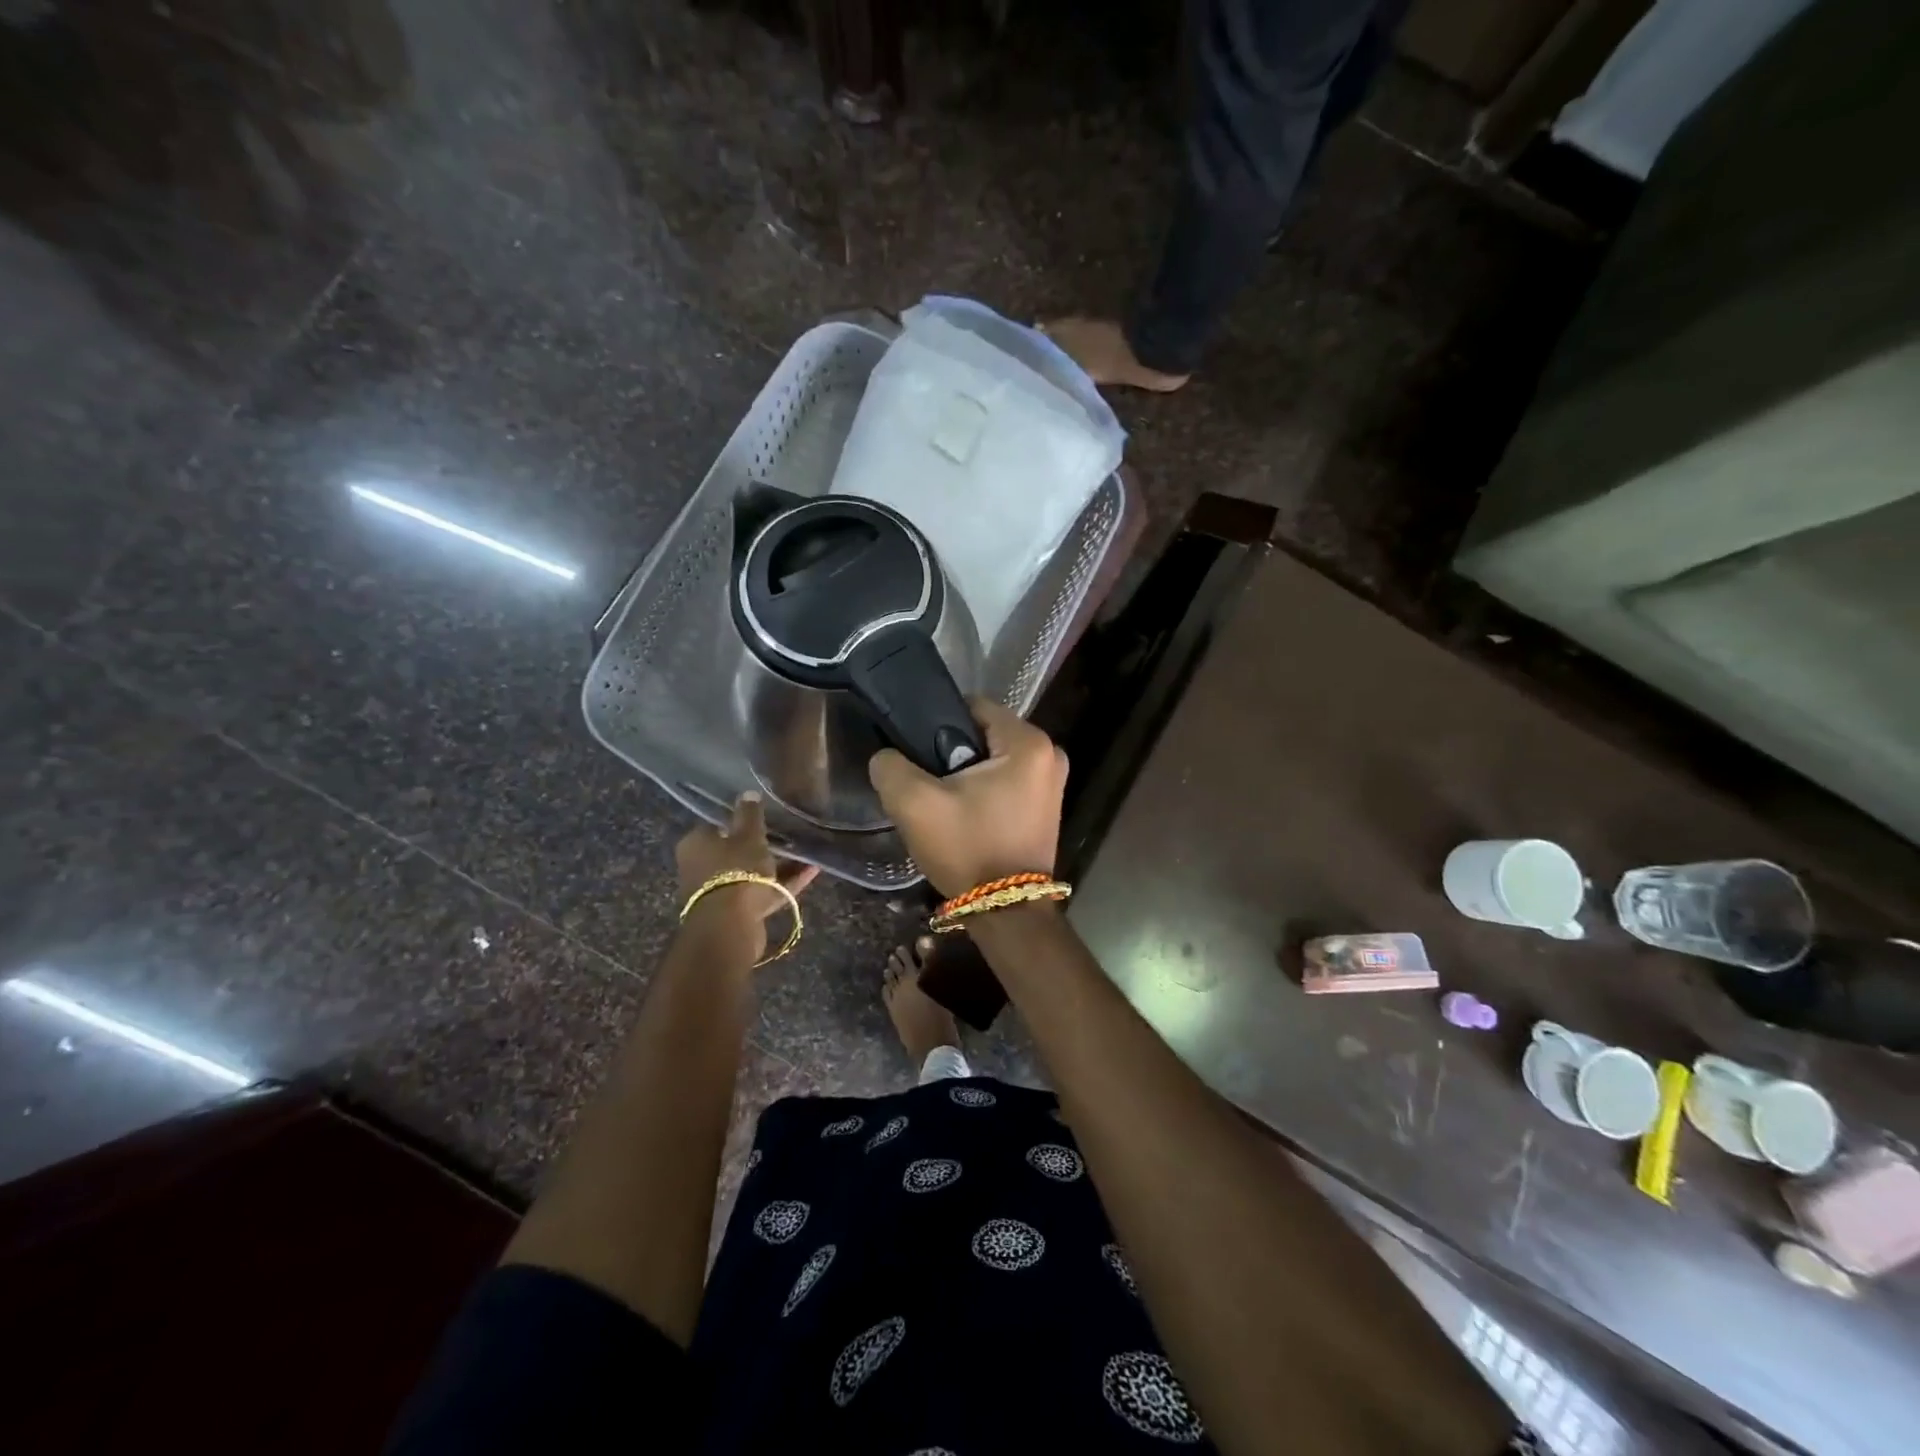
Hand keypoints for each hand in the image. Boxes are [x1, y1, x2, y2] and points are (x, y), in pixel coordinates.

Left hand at [674, 793, 818, 962]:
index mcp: (696, 844)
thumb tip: (748, 793)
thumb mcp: (748, 835)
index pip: (717, 825)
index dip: (739, 821)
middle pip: (734, 852)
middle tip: (786, 836)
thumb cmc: (736, 869)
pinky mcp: (737, 913)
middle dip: (760, 846)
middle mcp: (701, 868)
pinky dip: (784, 883)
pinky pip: (763, 892)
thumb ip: (750, 814)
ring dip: (776, 866)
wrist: (731, 924)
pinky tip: (811, 871)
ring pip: (750, 874)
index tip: (763, 818)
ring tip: (805, 854)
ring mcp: (719, 893)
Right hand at [867, 697, 1067, 897]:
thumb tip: (887, 756)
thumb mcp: (915, 804)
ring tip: (942, 802)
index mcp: (1029, 742)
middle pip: (984, 734)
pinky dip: (985, 791)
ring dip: (967, 775)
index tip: (917, 752)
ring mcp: (1053, 783)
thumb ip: (891, 766)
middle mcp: (1051, 754)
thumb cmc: (967, 849)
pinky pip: (1007, 782)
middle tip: (926, 782)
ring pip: (994, 760)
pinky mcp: (1047, 807)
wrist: (1006, 914)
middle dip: (953, 753)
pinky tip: (964, 814)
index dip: (938, 723)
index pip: (973, 706)